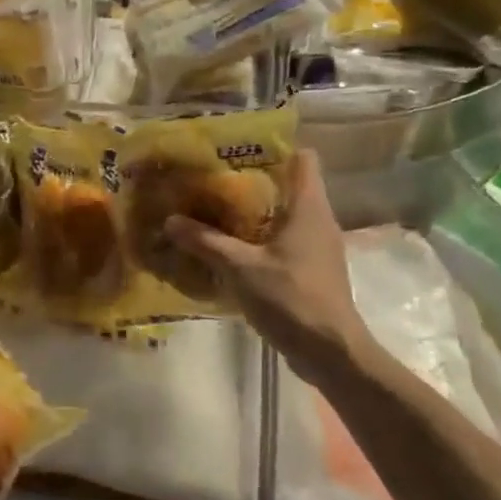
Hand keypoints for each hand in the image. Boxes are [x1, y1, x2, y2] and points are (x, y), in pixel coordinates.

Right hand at [166, 149, 369, 371]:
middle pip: (288, 185)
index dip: (274, 147)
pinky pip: (282, 242)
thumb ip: (205, 242)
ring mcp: (317, 247)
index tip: (237, 150)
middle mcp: (317, 220)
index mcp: (308, 207)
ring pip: (283, 215)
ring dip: (252, 213)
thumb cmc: (291, 298)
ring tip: (213, 211)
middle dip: (251, 181)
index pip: (303, 158)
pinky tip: (229, 249)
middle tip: (212, 181)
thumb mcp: (240, 268)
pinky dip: (258, 239)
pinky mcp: (311, 270)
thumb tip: (170, 220)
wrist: (330, 352)